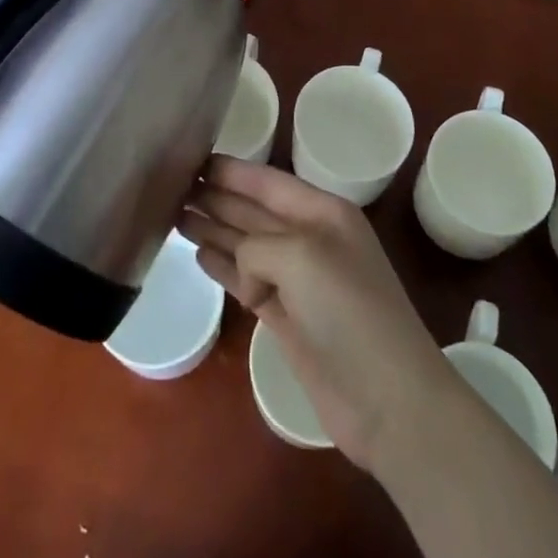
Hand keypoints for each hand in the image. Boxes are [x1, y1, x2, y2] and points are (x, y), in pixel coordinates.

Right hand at [181, 156, 457, 472]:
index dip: (231, 171)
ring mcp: (298, 281)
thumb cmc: (348, 311)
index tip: (192, 158)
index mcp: (323, 212)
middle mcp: (309, 239)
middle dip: (216, 197)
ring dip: (213, 229)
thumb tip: (242, 267)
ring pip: (245, 244)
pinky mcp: (286, 318)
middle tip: (171, 186)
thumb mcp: (301, 256)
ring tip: (175, 215)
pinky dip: (224, 266)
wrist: (386, 398)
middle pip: (253, 210)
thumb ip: (258, 245)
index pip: (268, 182)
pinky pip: (246, 280)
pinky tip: (200, 255)